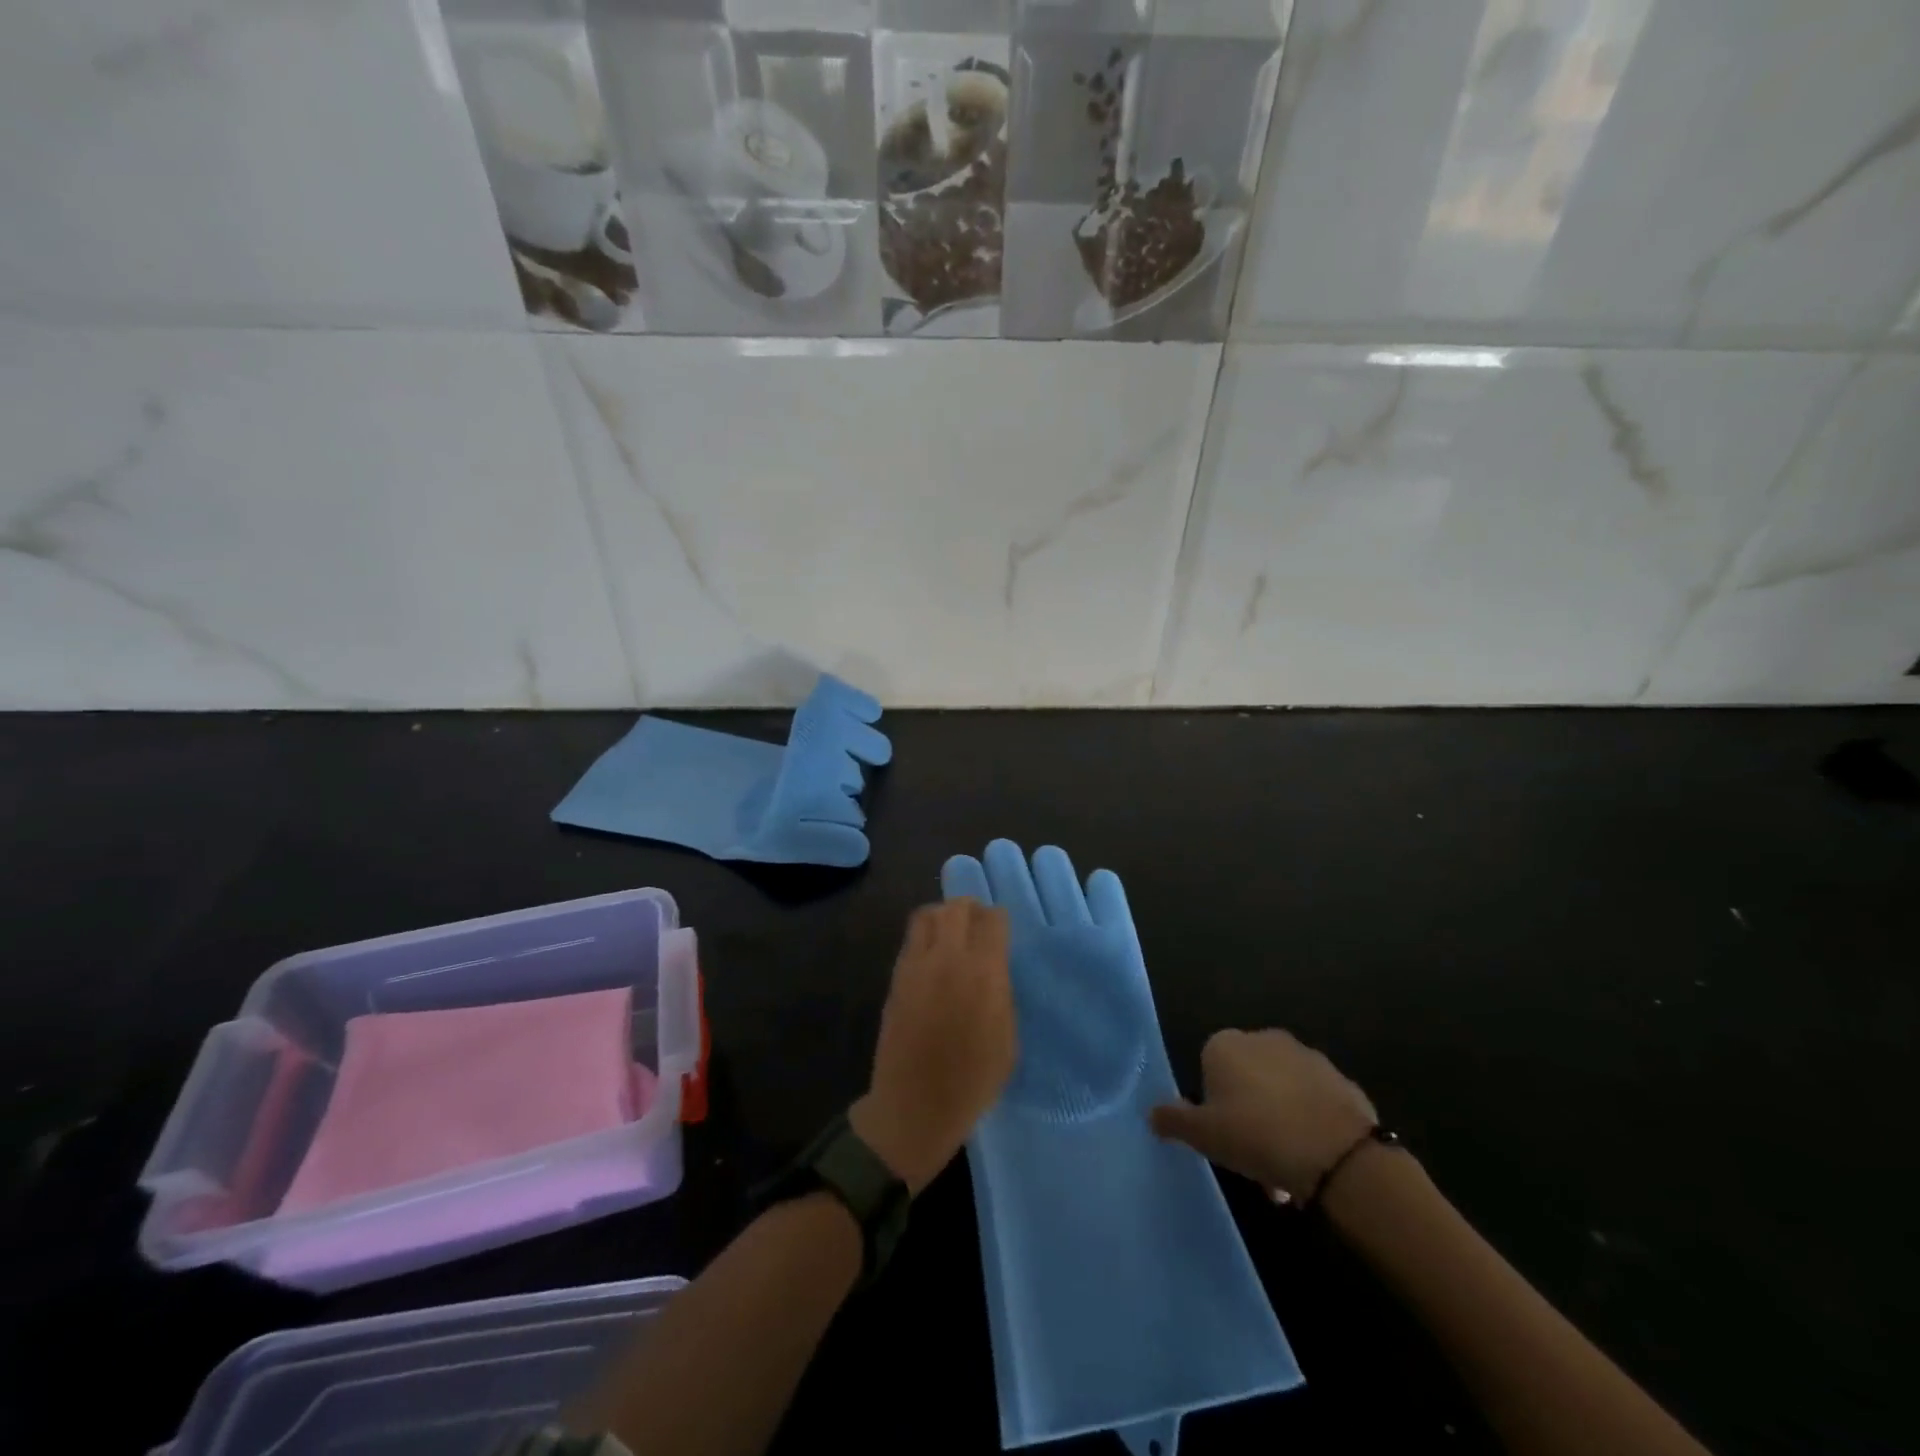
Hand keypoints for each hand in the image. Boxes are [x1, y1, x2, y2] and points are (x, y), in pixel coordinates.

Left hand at [851, 899, 1014, 1194]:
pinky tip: (932, 959)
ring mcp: (917, 964)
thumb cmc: (972, 1081)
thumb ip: (1000, 993)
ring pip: (927, 915)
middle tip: (976, 926)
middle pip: (957, 907)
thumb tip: (992, 972)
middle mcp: (949, 957)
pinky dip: (923, 937)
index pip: (993, 919)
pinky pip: (911, 940)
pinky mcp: (896, 977)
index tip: (1001, 933)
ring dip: (942, 916)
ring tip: (950, 935)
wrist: (915, 1106)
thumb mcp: (1007, 1038)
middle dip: (970, 910)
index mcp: (984, 972)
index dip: (999, 921)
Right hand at [1150, 1028, 1378, 1201]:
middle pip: (1246, 1079)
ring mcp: (1306, 1055)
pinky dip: (1310, 1122)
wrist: (1338, 1154)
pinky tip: (1314, 1159)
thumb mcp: (1203, 1135)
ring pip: (1281, 1091)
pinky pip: (1314, 1101)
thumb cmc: (1257, 1136)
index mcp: (1225, 1044)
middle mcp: (1263, 1038)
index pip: (1208, 1068)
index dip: (1213, 1105)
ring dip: (1279, 1121)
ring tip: (1286, 1171)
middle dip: (1248, 1115)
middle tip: (1252, 1158)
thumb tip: (1152, 1113)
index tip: (1222, 1138)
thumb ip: (1173, 1120)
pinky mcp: (1340, 1078)